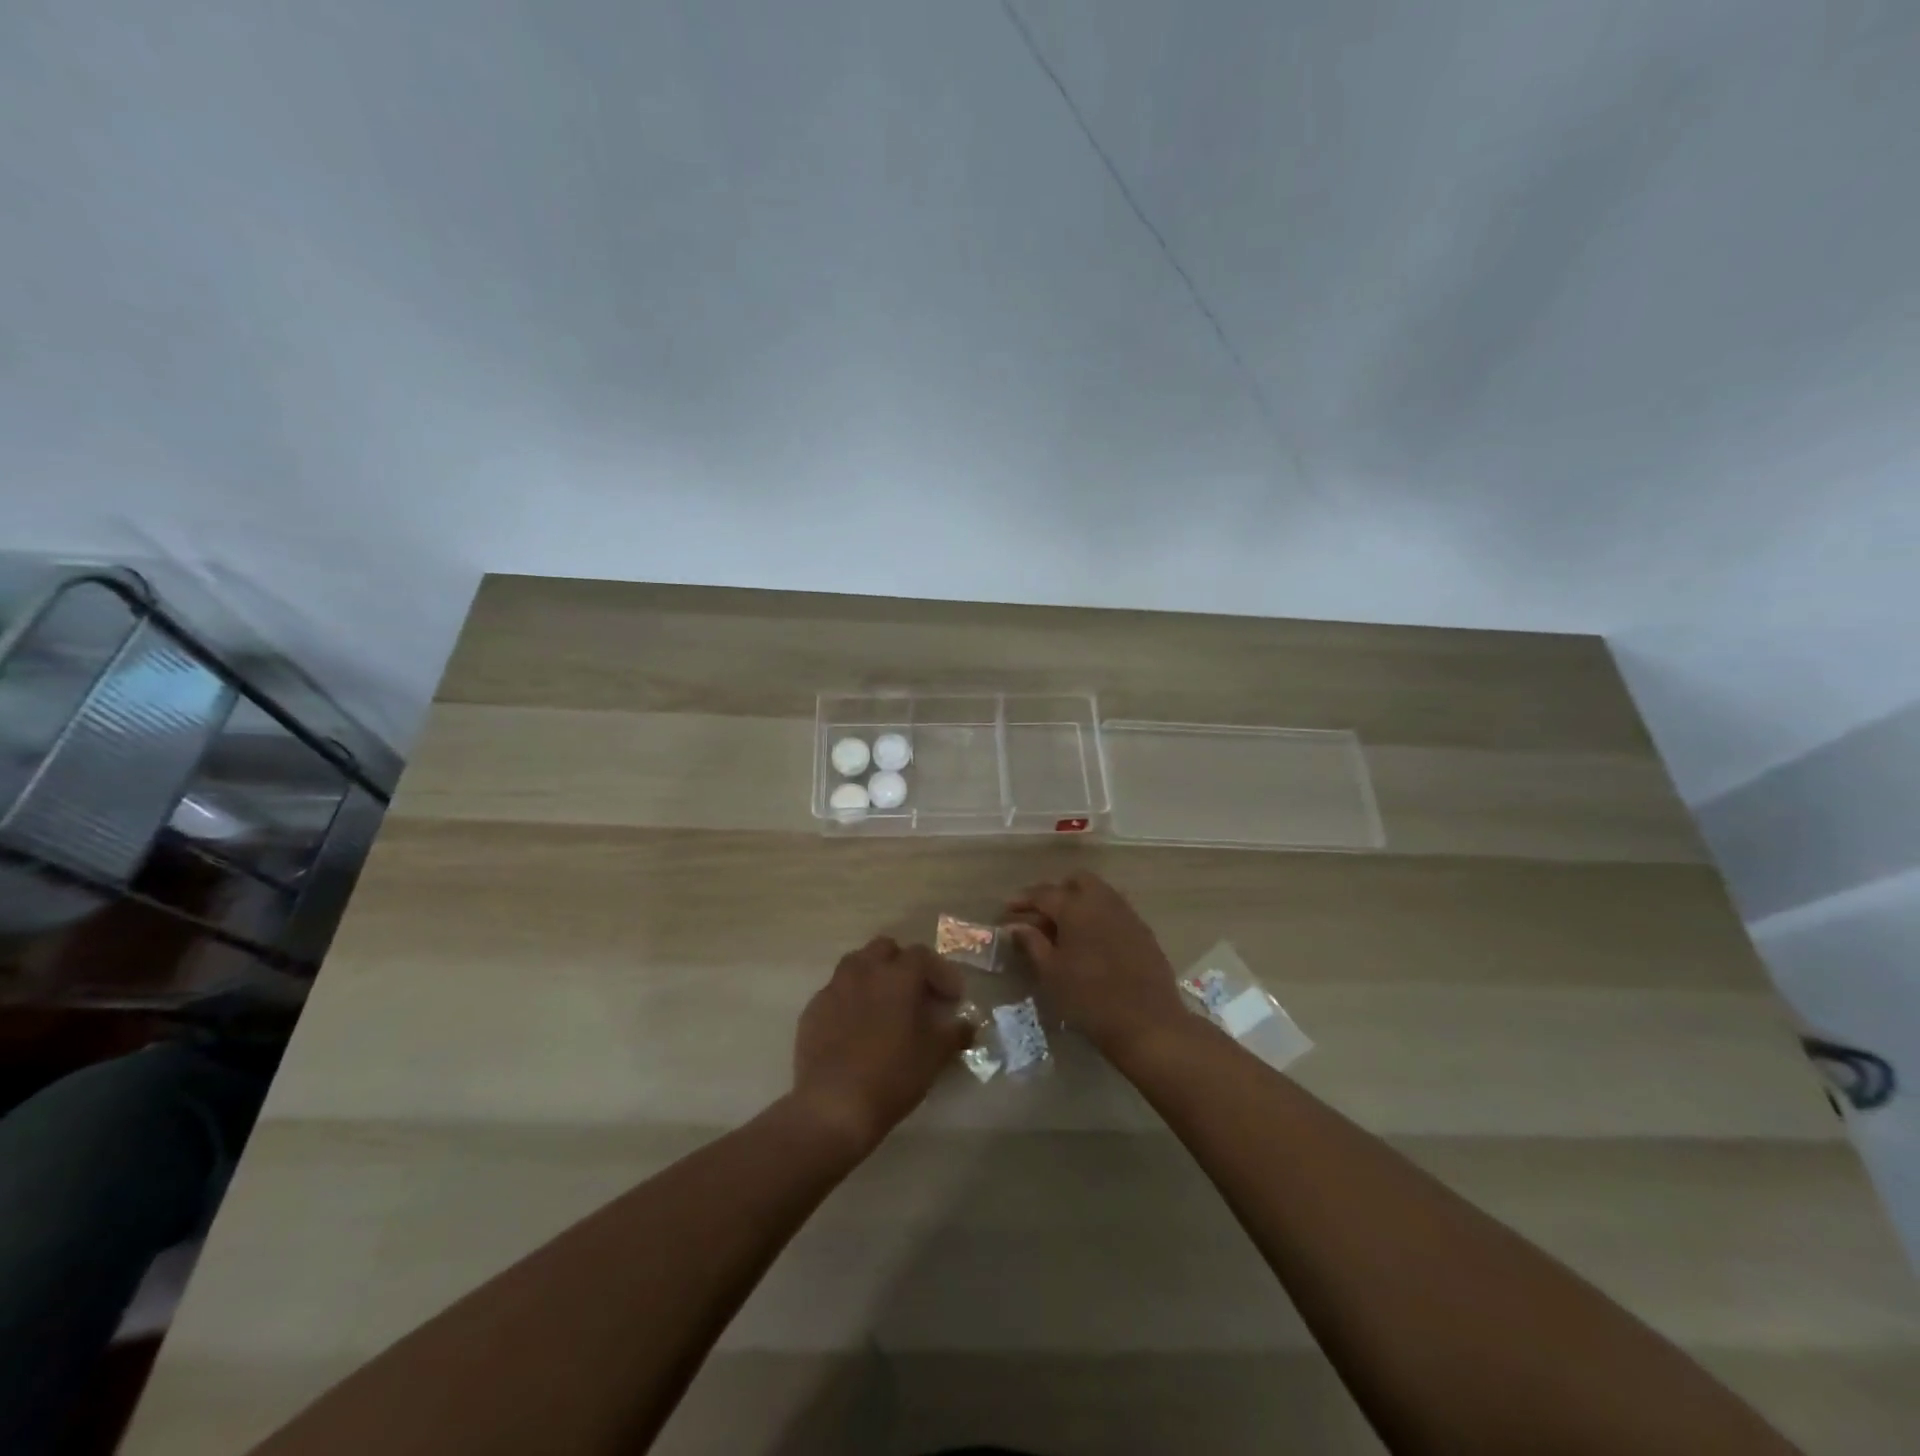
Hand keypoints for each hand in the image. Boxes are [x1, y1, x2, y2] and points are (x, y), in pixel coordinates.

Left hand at [791, 937, 972, 1155]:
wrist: (833, 1105)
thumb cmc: (892, 1075)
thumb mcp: (935, 1056)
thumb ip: (955, 1033)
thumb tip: (967, 1025)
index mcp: (897, 975)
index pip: (923, 956)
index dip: (941, 973)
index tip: (952, 998)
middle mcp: (863, 971)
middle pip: (885, 949)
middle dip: (903, 964)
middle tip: (916, 993)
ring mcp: (834, 988)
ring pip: (856, 965)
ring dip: (874, 976)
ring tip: (885, 1006)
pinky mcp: (812, 1010)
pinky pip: (836, 992)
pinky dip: (850, 1000)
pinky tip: (856, 1027)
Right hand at [1004, 872, 1191, 1058]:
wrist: (1148, 1024)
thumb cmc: (1089, 999)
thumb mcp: (1052, 973)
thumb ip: (1032, 944)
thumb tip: (1016, 926)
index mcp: (1076, 907)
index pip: (1043, 894)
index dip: (1023, 900)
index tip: (1007, 910)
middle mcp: (1103, 901)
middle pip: (1077, 881)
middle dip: (1056, 892)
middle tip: (1041, 915)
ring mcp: (1127, 914)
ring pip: (1099, 892)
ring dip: (1080, 901)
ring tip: (1065, 929)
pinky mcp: (1143, 931)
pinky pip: (1115, 910)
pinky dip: (1098, 916)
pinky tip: (1092, 941)